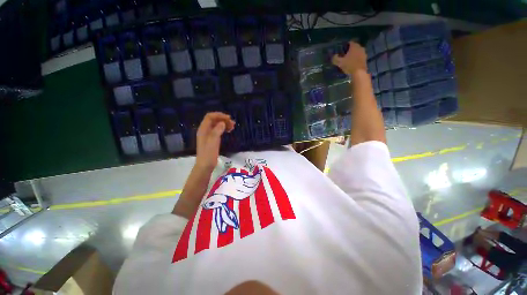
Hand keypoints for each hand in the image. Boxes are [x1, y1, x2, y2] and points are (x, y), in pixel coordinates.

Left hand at [196, 112, 234, 169]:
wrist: (205, 165)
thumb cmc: (208, 154)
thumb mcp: (213, 141)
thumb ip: (217, 130)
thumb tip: (223, 123)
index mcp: (203, 129)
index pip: (210, 117)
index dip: (219, 115)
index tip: (229, 118)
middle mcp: (205, 130)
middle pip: (214, 120)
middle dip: (223, 119)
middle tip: (233, 123)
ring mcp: (208, 135)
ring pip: (216, 125)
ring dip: (224, 124)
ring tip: (233, 127)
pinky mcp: (212, 139)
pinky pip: (218, 131)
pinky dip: (223, 129)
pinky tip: (229, 131)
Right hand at [332, 41, 366, 75]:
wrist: (359, 73)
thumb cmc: (349, 65)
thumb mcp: (339, 62)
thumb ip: (335, 58)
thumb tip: (334, 56)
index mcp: (354, 46)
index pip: (350, 42)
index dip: (345, 45)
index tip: (341, 49)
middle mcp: (360, 47)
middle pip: (354, 47)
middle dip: (349, 50)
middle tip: (344, 55)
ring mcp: (364, 53)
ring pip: (357, 52)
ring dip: (353, 55)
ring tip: (348, 59)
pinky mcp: (365, 59)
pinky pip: (359, 57)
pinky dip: (356, 59)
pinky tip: (352, 63)